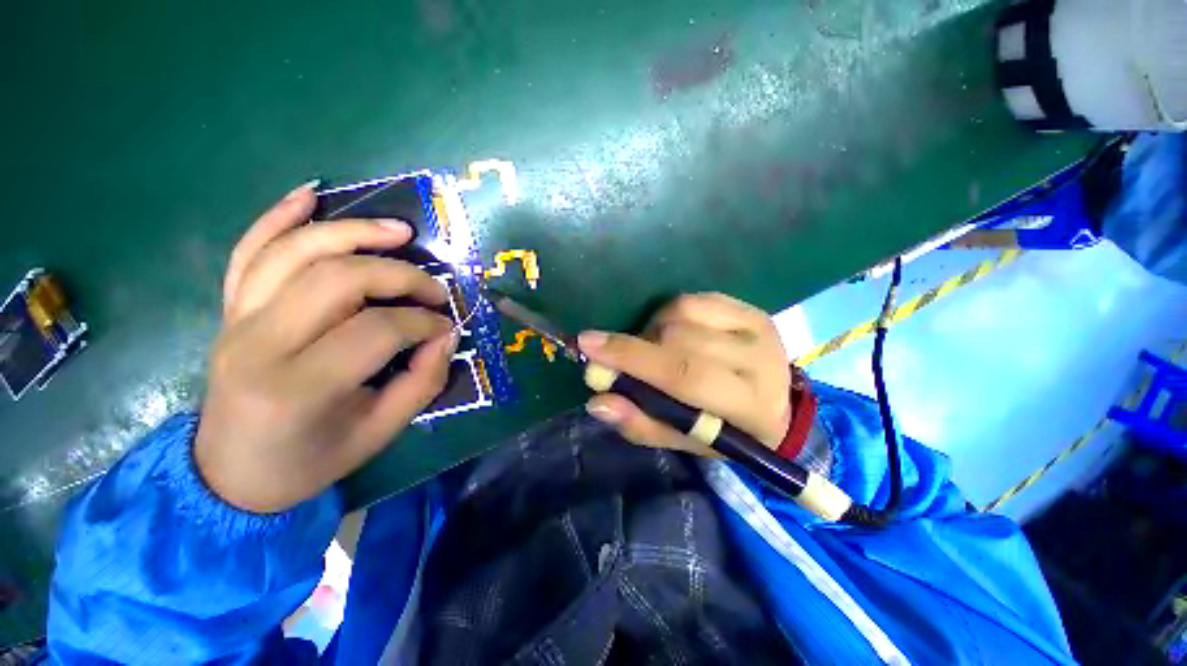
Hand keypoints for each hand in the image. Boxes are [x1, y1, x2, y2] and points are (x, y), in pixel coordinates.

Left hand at [194, 183, 457, 513]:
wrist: (231, 474)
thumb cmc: (310, 460)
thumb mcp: (381, 432)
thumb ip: (423, 381)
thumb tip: (446, 335)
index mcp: (299, 387)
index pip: (376, 330)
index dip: (423, 322)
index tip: (448, 327)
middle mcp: (260, 343)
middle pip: (337, 279)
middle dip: (400, 275)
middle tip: (435, 289)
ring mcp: (237, 320)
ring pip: (296, 252)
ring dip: (353, 232)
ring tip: (399, 231)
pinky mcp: (230, 310)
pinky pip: (249, 251)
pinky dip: (277, 216)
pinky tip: (310, 194)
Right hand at [578, 293, 791, 455]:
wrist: (774, 405)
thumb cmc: (727, 431)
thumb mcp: (685, 441)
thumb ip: (642, 424)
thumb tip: (598, 402)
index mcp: (750, 405)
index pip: (684, 374)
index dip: (632, 358)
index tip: (589, 344)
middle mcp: (760, 358)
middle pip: (678, 338)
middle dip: (638, 347)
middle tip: (622, 361)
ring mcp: (756, 325)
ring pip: (681, 313)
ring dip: (653, 331)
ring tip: (655, 351)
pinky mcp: (748, 307)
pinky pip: (692, 299)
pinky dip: (669, 315)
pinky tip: (673, 334)